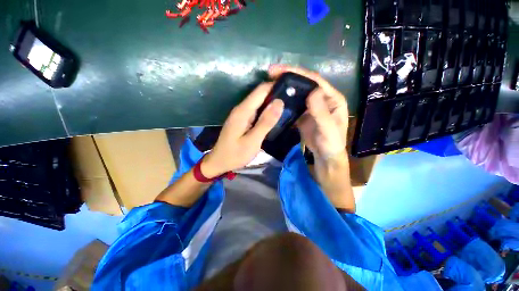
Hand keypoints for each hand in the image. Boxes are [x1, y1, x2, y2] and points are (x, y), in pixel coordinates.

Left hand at [201, 83, 283, 177]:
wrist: (219, 162)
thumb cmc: (235, 154)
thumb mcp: (253, 141)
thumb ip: (265, 122)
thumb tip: (279, 102)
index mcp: (243, 111)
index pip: (261, 90)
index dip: (276, 86)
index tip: (292, 89)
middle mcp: (242, 108)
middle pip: (261, 95)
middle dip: (276, 95)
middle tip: (294, 100)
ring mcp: (242, 114)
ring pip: (260, 103)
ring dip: (273, 103)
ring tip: (289, 106)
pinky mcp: (243, 120)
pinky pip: (257, 111)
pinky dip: (267, 111)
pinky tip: (276, 116)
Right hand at [268, 65, 348, 162]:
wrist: (326, 156)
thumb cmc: (332, 143)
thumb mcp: (328, 128)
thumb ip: (321, 111)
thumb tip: (312, 91)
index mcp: (332, 98)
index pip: (315, 80)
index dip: (298, 73)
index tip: (280, 70)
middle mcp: (322, 99)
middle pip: (304, 84)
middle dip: (289, 77)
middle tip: (271, 74)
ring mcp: (312, 107)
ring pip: (298, 94)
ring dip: (286, 89)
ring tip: (271, 85)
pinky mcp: (303, 115)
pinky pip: (294, 105)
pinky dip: (285, 102)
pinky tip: (276, 101)